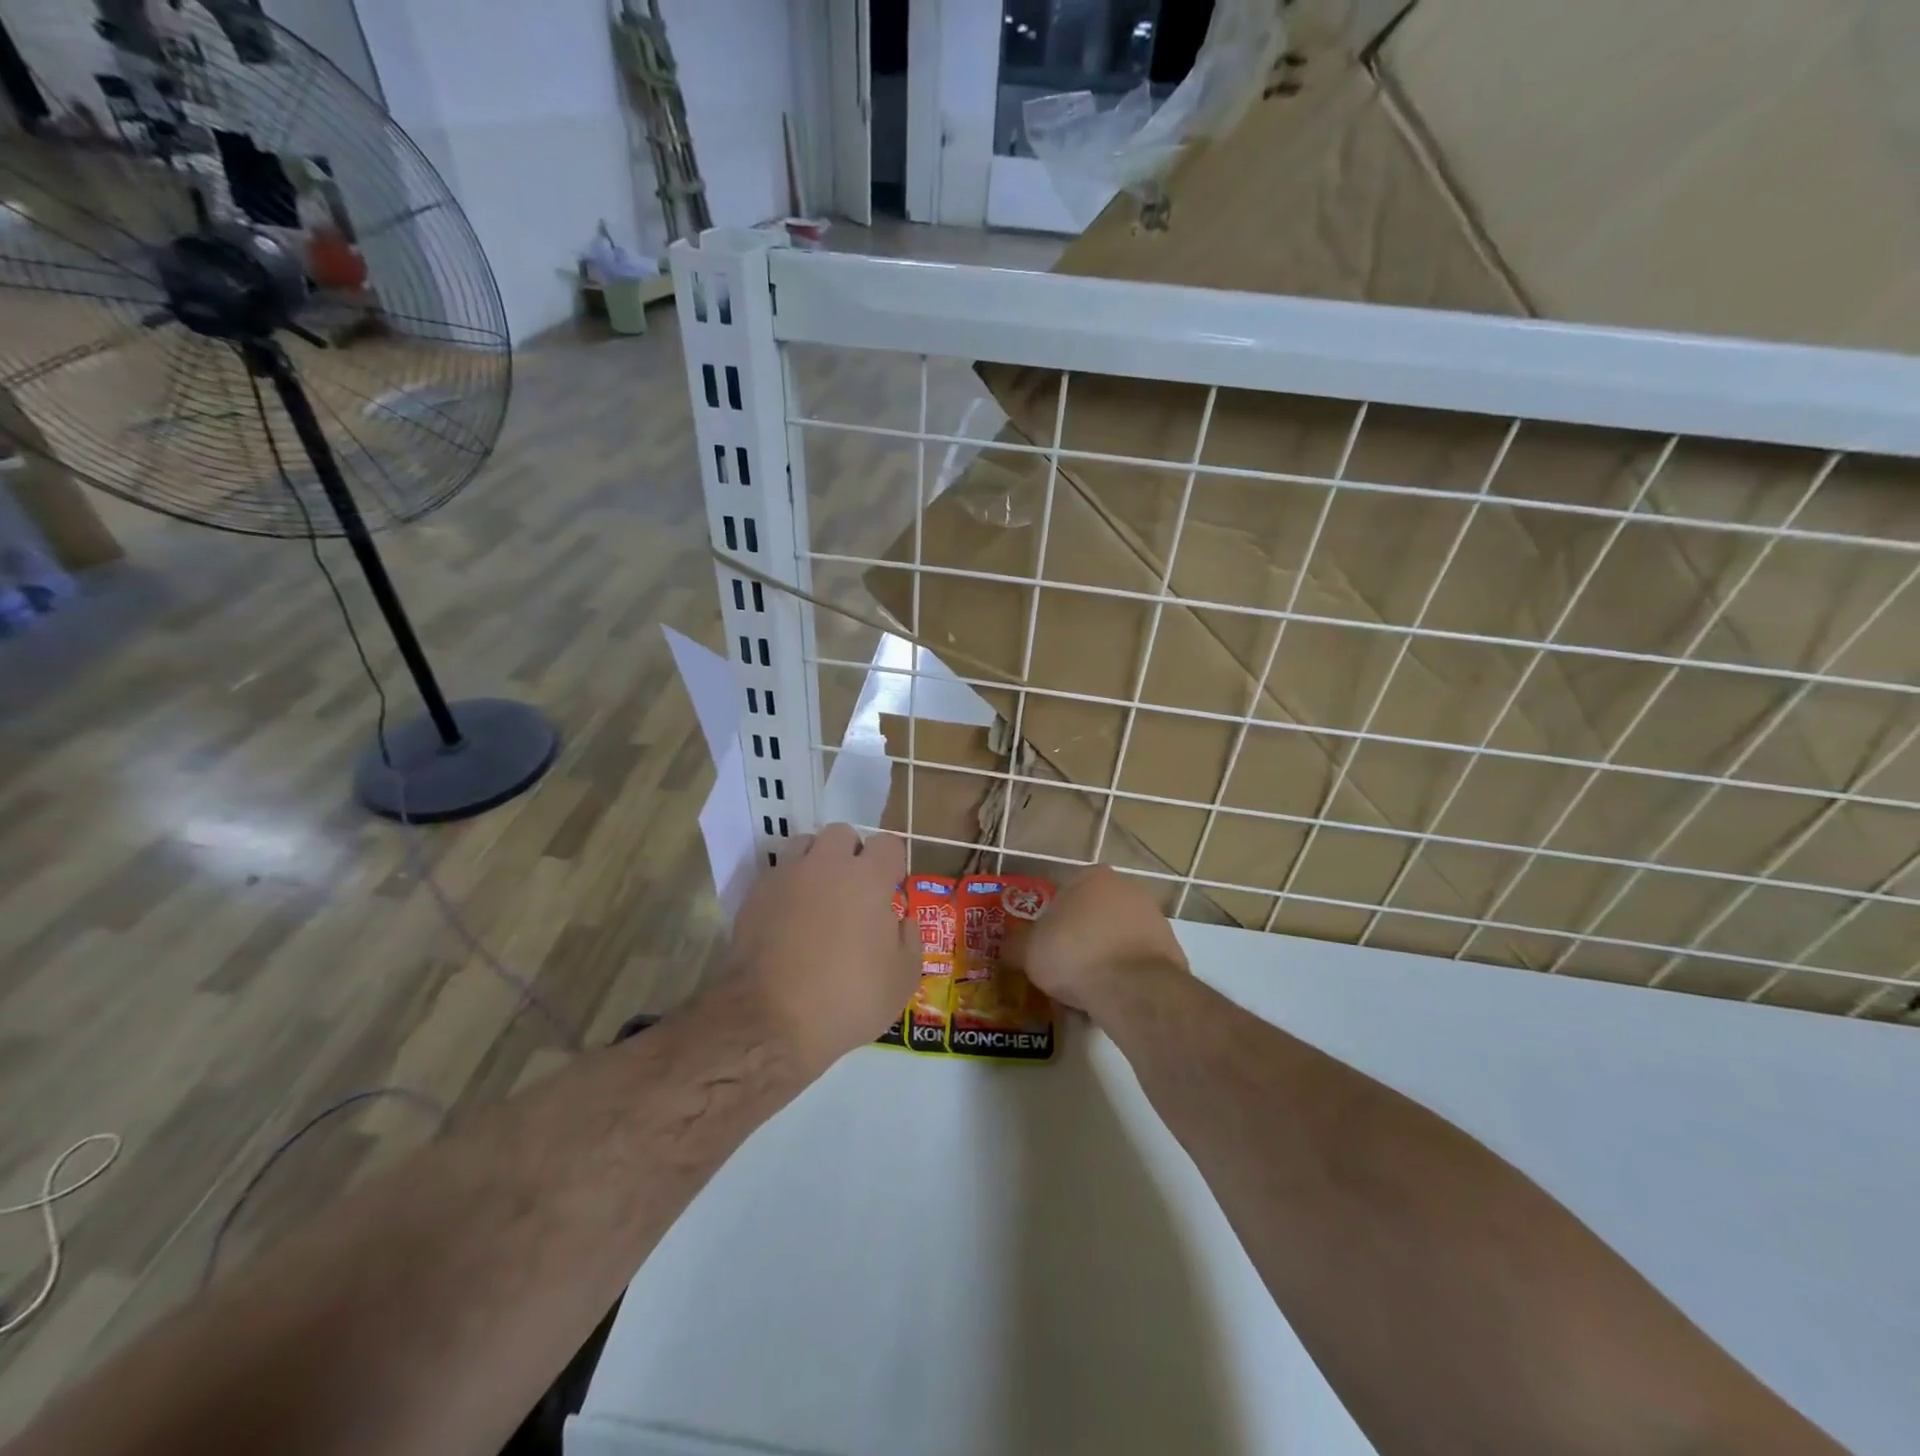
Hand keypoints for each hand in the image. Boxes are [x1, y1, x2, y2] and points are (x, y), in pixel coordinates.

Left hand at [728, 824, 919, 1074]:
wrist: (770, 1021)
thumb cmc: (848, 999)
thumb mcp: (902, 979)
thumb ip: (909, 939)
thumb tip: (901, 919)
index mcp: (868, 878)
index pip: (888, 843)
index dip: (892, 864)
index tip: (891, 890)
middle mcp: (827, 865)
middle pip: (842, 834)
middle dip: (852, 853)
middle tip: (854, 890)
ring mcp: (786, 876)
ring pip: (805, 845)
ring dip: (817, 862)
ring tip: (819, 897)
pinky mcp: (755, 895)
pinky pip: (778, 873)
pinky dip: (789, 886)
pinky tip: (790, 918)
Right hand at [1002, 866, 1187, 1020]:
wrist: (1132, 987)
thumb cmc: (1074, 954)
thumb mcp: (1028, 951)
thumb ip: (1015, 945)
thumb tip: (1006, 947)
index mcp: (1091, 877)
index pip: (1064, 894)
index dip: (1051, 923)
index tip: (1045, 948)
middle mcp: (1126, 888)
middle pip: (1092, 916)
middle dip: (1078, 941)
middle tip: (1062, 971)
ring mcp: (1153, 917)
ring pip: (1115, 940)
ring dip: (1101, 960)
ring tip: (1084, 994)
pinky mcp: (1171, 949)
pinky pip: (1135, 962)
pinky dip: (1123, 977)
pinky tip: (1109, 1000)